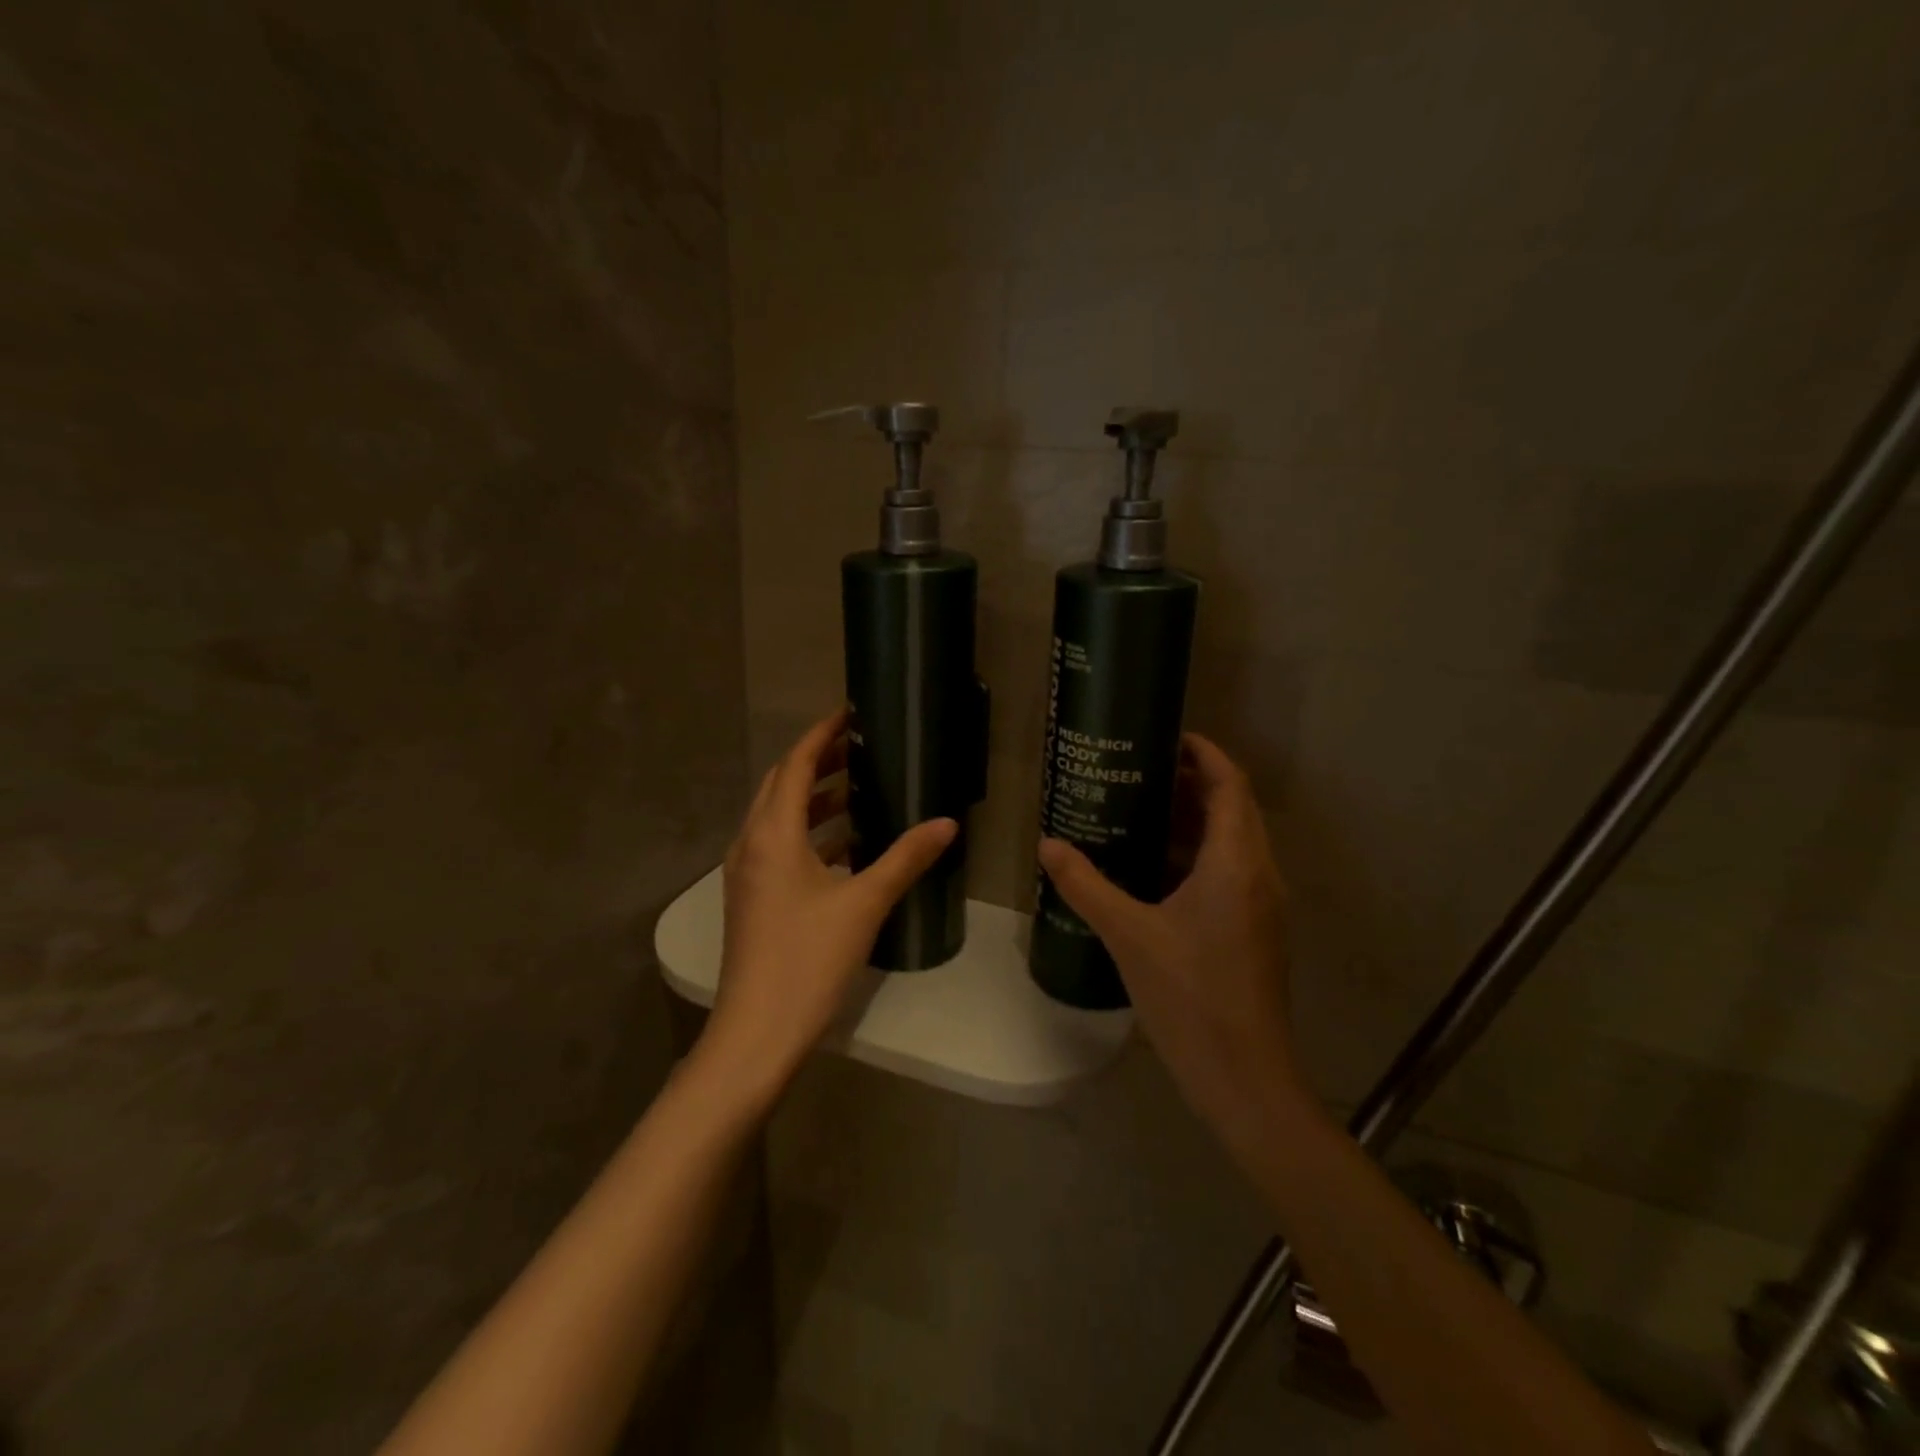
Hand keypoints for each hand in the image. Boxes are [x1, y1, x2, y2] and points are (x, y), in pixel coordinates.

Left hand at [702, 710, 956, 1100]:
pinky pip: (778, 846)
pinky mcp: (751, 898)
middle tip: (861, 747)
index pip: (795, 764)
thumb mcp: (864, 904)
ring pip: (778, 817)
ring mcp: (746, 873)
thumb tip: (947, 823)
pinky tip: (844, 845)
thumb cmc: (808, 960)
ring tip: (858, 788)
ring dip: (813, 798)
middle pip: (781, 785)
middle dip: (818, 761)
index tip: (850, 713)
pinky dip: (808, 832)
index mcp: (773, 834)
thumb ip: (905, 858)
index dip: (821, 734)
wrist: (755, 1033)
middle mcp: (751, 844)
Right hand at [1037, 734, 1308, 1156]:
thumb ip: (1086, 885)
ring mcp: (1262, 904)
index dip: (1205, 753)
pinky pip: (1231, 869)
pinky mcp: (1256, 928)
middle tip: (1140, 770)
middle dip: (1194, 782)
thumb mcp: (1128, 935)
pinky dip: (1198, 853)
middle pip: (1234, 807)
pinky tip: (1154, 866)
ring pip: (1234, 840)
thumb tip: (1048, 844)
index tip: (1166, 736)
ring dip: (1196, 818)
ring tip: (1141, 808)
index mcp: (1236, 863)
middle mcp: (1259, 873)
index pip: (1230, 785)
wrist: (1244, 1077)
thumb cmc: (1190, 997)